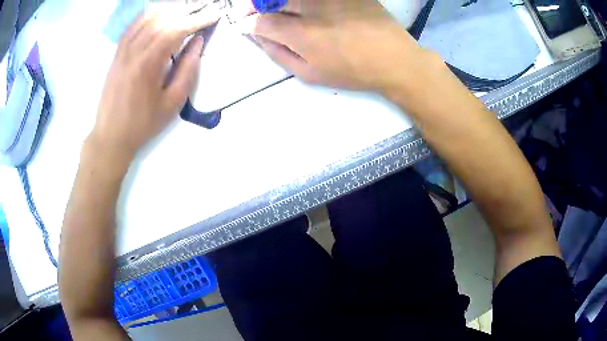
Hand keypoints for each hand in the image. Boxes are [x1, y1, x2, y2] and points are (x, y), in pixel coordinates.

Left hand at [91, 5, 218, 157]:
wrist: (111, 136)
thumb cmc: (143, 123)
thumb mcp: (172, 102)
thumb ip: (188, 69)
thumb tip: (198, 42)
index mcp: (149, 63)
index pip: (176, 30)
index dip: (197, 20)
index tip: (214, 15)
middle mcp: (134, 51)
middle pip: (163, 19)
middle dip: (186, 11)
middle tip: (203, 8)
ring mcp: (123, 50)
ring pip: (147, 18)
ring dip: (169, 10)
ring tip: (185, 9)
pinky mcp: (117, 54)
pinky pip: (132, 26)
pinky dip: (147, 15)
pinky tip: (159, 12)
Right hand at [242, 0, 427, 92]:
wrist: (394, 59)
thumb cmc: (352, 72)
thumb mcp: (310, 74)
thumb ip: (279, 54)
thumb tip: (257, 37)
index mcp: (301, 34)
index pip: (261, 21)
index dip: (248, 23)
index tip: (246, 25)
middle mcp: (312, 9)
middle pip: (273, 0)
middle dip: (258, 5)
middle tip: (259, 11)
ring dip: (279, 1)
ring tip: (283, 11)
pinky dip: (306, 1)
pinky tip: (308, 8)